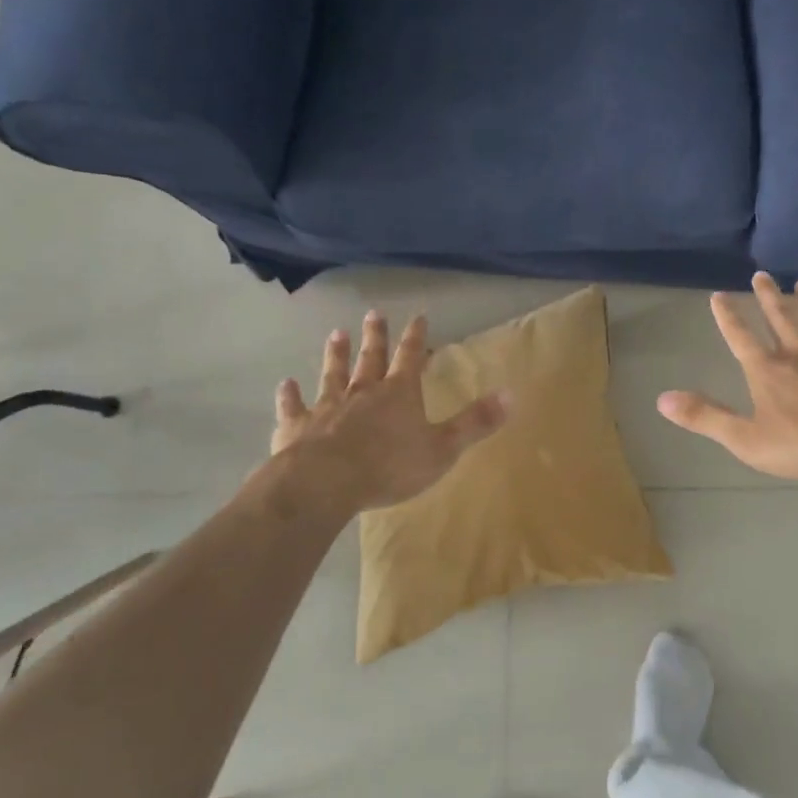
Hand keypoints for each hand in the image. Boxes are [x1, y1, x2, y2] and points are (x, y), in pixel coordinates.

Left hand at [264, 311, 509, 512]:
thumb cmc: (389, 467)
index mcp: (399, 394)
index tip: (418, 316)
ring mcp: (327, 407)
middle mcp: (363, 392)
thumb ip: (476, 422)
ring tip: (336, 334)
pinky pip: (294, 407)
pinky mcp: (297, 427)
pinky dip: (290, 395)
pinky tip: (286, 384)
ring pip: (333, 375)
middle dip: (376, 336)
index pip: (411, 357)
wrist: (325, 483)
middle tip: (374, 314)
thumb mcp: (444, 448)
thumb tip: (512, 394)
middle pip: (370, 358)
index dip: (416, 337)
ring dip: (335, 355)